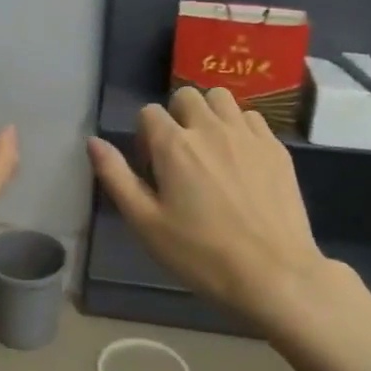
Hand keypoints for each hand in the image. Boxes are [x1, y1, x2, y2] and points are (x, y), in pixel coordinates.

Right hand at [87, 87, 341, 334]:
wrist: (273, 274)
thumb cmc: (200, 254)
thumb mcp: (145, 223)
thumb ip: (116, 177)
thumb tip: (93, 142)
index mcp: (173, 144)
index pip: (149, 113)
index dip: (145, 137)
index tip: (153, 169)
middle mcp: (210, 128)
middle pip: (186, 96)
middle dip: (176, 117)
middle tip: (180, 156)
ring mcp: (247, 135)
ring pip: (221, 98)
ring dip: (209, 114)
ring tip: (210, 149)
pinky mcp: (277, 148)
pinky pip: (252, 117)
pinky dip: (240, 127)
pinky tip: (241, 159)